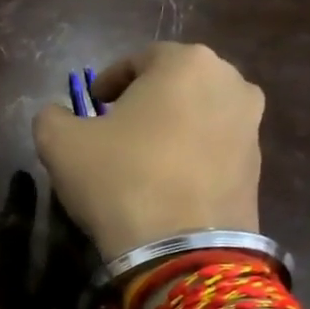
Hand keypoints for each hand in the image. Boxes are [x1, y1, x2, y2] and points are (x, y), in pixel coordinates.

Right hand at [32, 43, 263, 259]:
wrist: (180, 249)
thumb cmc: (118, 178)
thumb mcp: (58, 142)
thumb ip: (52, 116)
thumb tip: (58, 115)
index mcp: (186, 63)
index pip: (140, 59)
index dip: (110, 80)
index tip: (93, 103)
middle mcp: (231, 84)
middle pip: (177, 83)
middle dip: (146, 100)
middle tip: (116, 126)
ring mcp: (252, 127)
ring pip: (200, 115)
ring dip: (171, 127)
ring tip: (142, 157)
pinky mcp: (258, 168)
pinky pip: (214, 149)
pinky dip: (190, 155)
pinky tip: (165, 183)